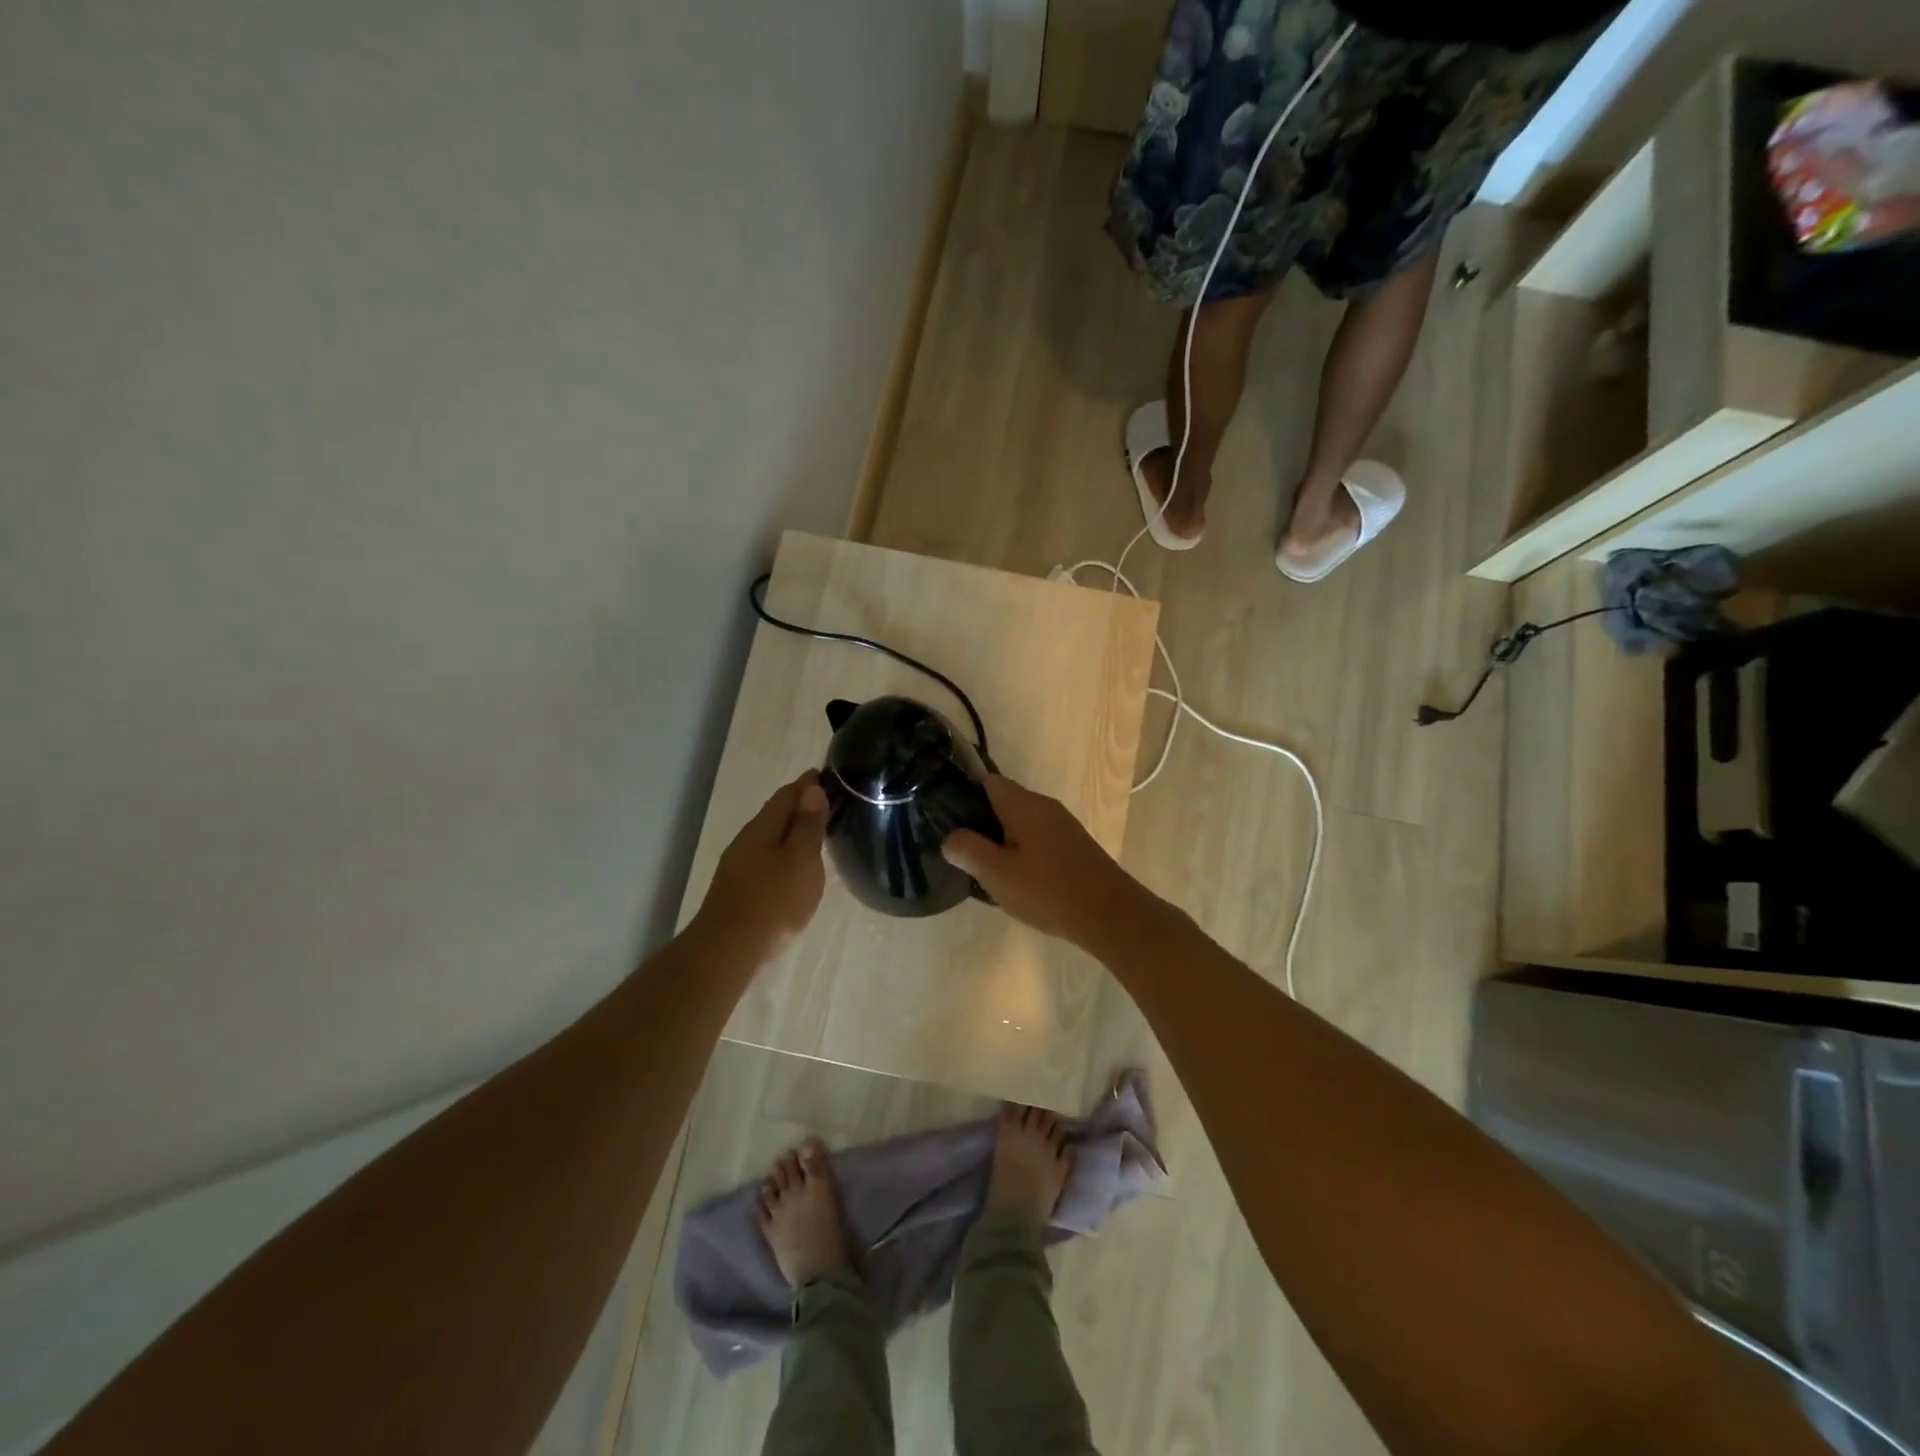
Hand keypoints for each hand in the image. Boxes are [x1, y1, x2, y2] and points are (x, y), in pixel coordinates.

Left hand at [695, 771, 829, 953]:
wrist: (728, 950)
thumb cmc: (773, 901)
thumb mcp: (801, 860)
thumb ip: (807, 825)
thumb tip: (811, 788)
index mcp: (763, 828)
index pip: (787, 794)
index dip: (807, 783)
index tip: (826, 774)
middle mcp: (747, 840)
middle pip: (775, 814)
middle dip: (799, 805)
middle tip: (826, 801)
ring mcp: (739, 866)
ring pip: (769, 837)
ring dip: (790, 830)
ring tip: (814, 832)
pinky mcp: (739, 888)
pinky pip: (766, 858)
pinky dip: (783, 852)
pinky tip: (792, 866)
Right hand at [941, 774, 1153, 949]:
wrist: (1109, 914)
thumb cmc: (1047, 890)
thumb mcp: (996, 873)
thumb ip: (967, 850)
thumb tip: (950, 838)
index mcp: (1022, 803)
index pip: (986, 781)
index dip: (964, 795)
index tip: (947, 818)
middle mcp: (1044, 806)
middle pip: (1004, 802)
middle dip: (982, 824)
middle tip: (963, 852)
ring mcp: (1063, 825)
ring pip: (1021, 823)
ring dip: (1002, 842)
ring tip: (985, 871)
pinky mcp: (1074, 846)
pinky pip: (1038, 839)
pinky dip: (1023, 853)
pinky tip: (1018, 881)